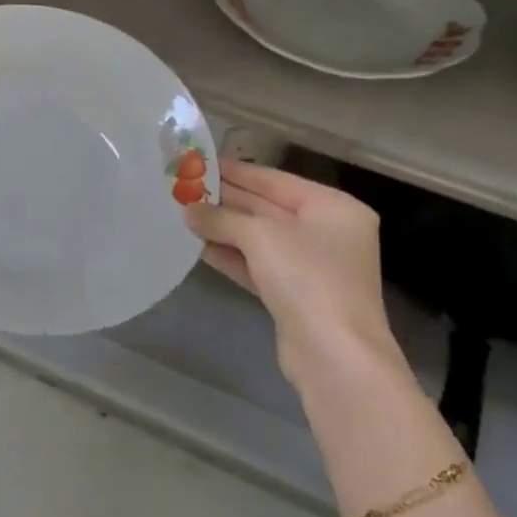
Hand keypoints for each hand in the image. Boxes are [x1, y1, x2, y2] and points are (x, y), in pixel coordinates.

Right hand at [184, 161, 414, 410]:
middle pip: (267, 208)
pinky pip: (258, 265)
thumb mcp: (261, 237)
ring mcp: (311, 266)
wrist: (333, 354)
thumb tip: (190, 211)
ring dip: (223, 229)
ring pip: (259, 239)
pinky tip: (199, 248)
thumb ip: (222, 218)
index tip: (200, 162)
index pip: (275, 180)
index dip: (236, 171)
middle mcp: (326, 232)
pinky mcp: (295, 295)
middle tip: (183, 189)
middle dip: (226, 201)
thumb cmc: (307, 279)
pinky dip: (231, 256)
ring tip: (183, 215)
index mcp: (333, 207)